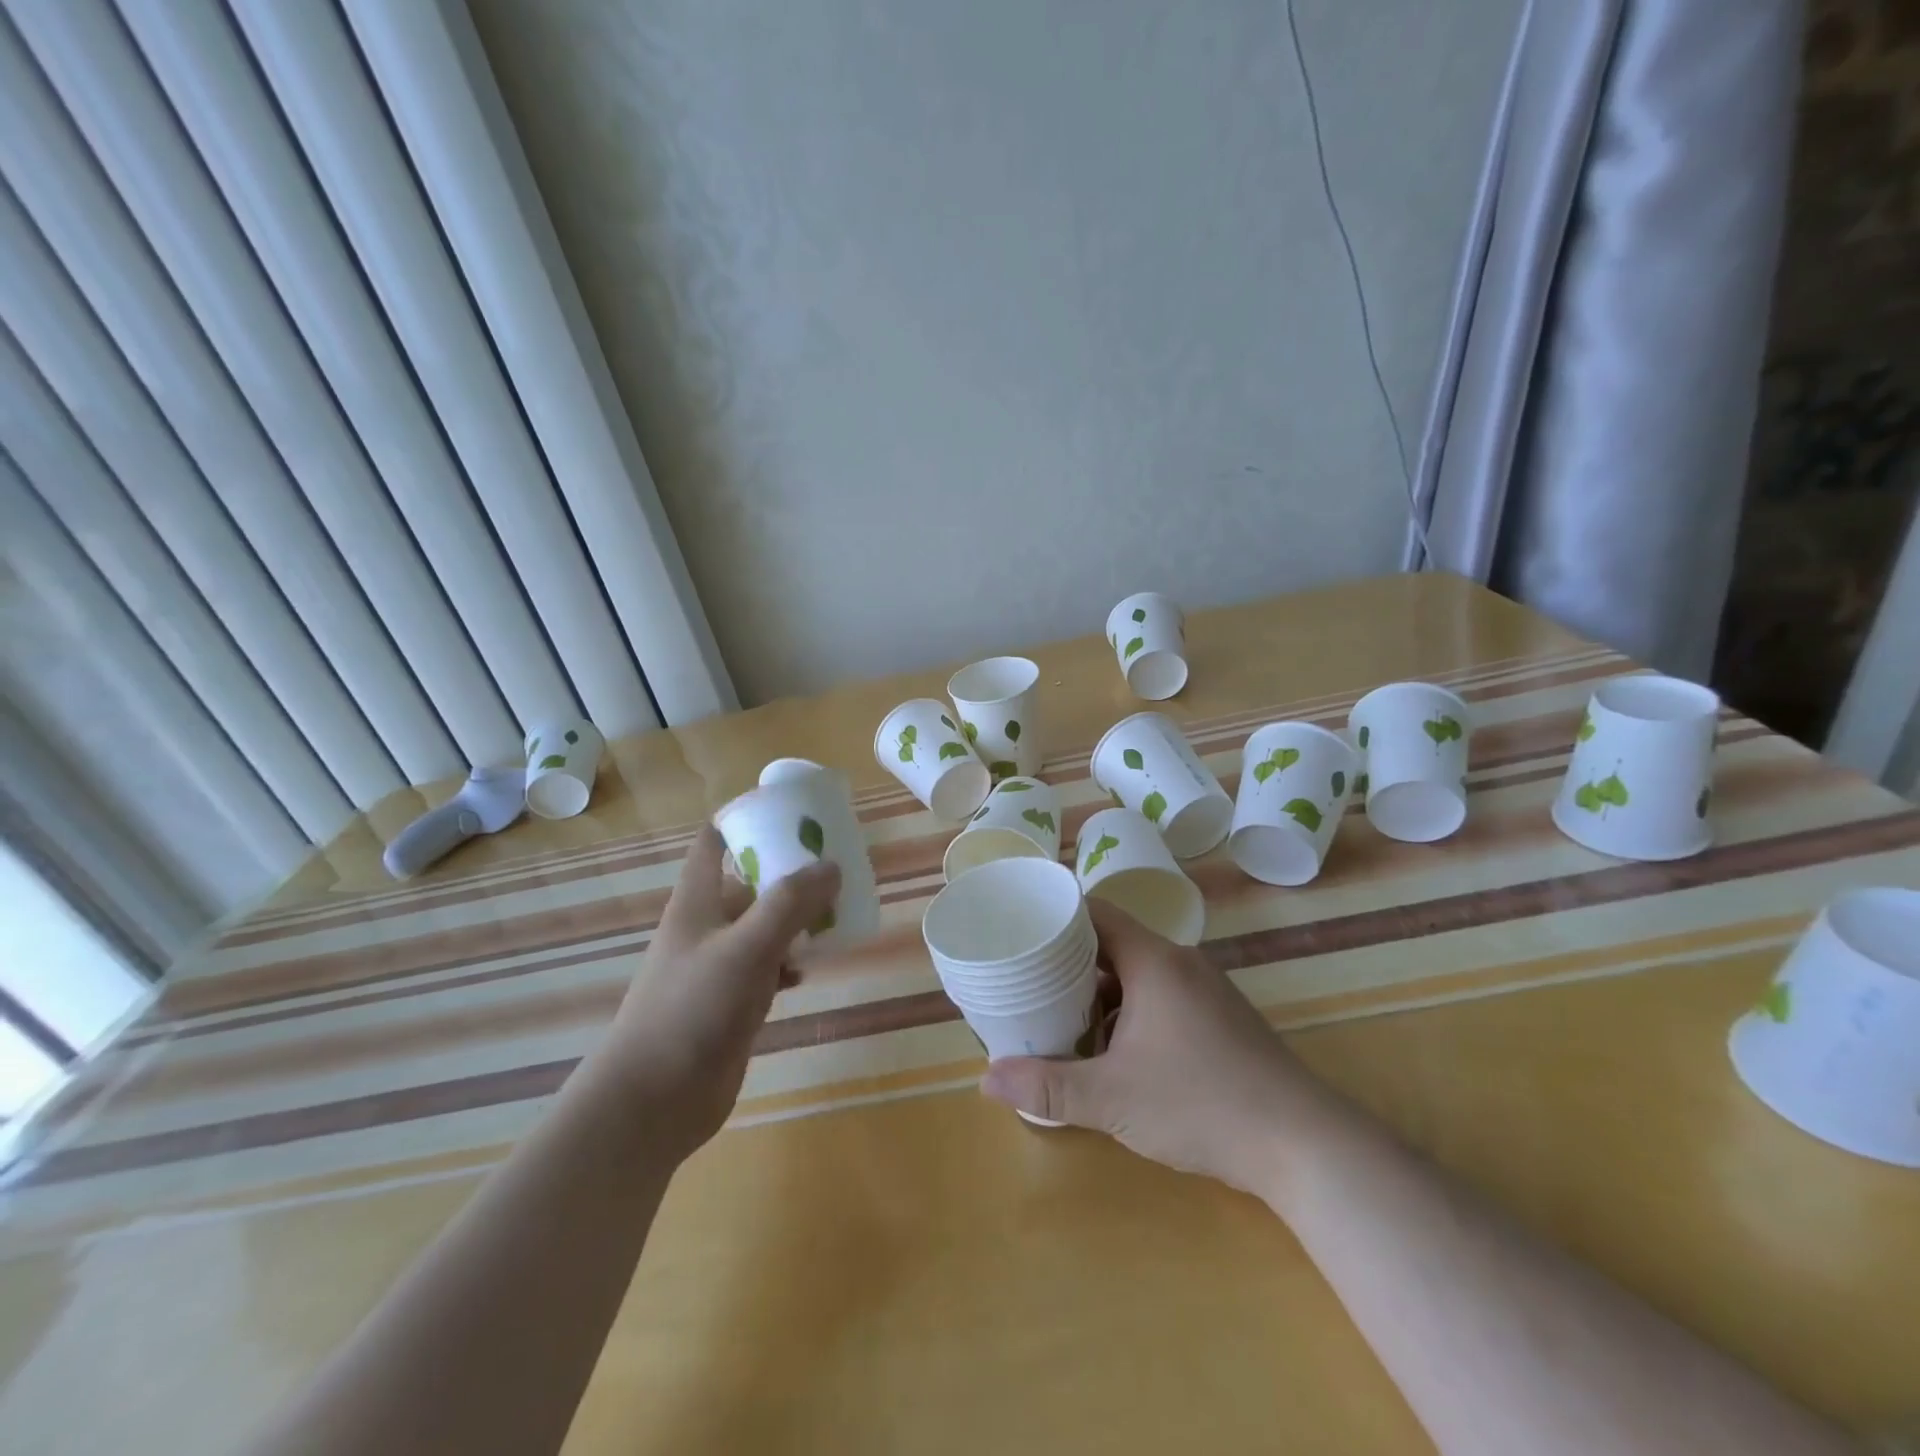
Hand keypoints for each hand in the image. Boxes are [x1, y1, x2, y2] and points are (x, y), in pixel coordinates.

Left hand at [588, 824, 838, 1162]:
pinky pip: (767, 967)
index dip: (745, 819)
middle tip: (834, 866)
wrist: (653, 1102)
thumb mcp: (746, 948)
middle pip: (748, 882)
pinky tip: (810, 970)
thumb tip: (831, 866)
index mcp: (697, 901)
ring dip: (796, 918)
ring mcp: (717, 966)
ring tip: (836, 913)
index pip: (714, 841)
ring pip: (762, 926)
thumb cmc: (692, 1010)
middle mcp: (706, 926)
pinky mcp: (731, 1003)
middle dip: (788, 872)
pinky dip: (790, 962)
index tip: (790, 813)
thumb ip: (789, 904)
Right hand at [980, 900, 1341, 1201]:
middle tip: (1029, 981)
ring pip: (1139, 974)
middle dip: (1070, 961)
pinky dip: (1130, 1011)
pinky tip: (1115, 1050)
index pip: (1095, 912)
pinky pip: (1162, 996)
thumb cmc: (1200, 1104)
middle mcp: (1180, 964)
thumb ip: (1047, 1086)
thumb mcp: (1112, 1098)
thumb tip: (985, 1080)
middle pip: (1113, 942)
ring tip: (1062, 1016)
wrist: (1303, 1145)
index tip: (1022, 931)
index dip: (1057, 916)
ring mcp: (1206, 991)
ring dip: (1100, 991)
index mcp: (1154, 961)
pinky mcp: (1221, 1020)